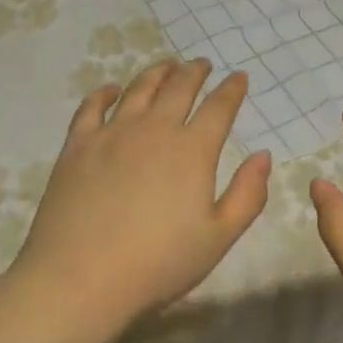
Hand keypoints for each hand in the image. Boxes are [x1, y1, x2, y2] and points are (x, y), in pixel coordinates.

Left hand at [14, 59, 270, 336]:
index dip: (232, 89)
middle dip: (195, 72)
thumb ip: (247, 194)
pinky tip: (111, 90)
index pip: (219, 107)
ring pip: (139, 88)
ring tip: (166, 66)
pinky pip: (92, 106)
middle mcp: (154, 129)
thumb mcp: (218, 238)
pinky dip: (105, 92)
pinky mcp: (78, 144)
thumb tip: (263, 156)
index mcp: (192, 150)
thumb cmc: (158, 263)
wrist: (81, 277)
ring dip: (157, 72)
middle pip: (179, 87)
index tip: (239, 77)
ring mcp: (112, 132)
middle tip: (202, 64)